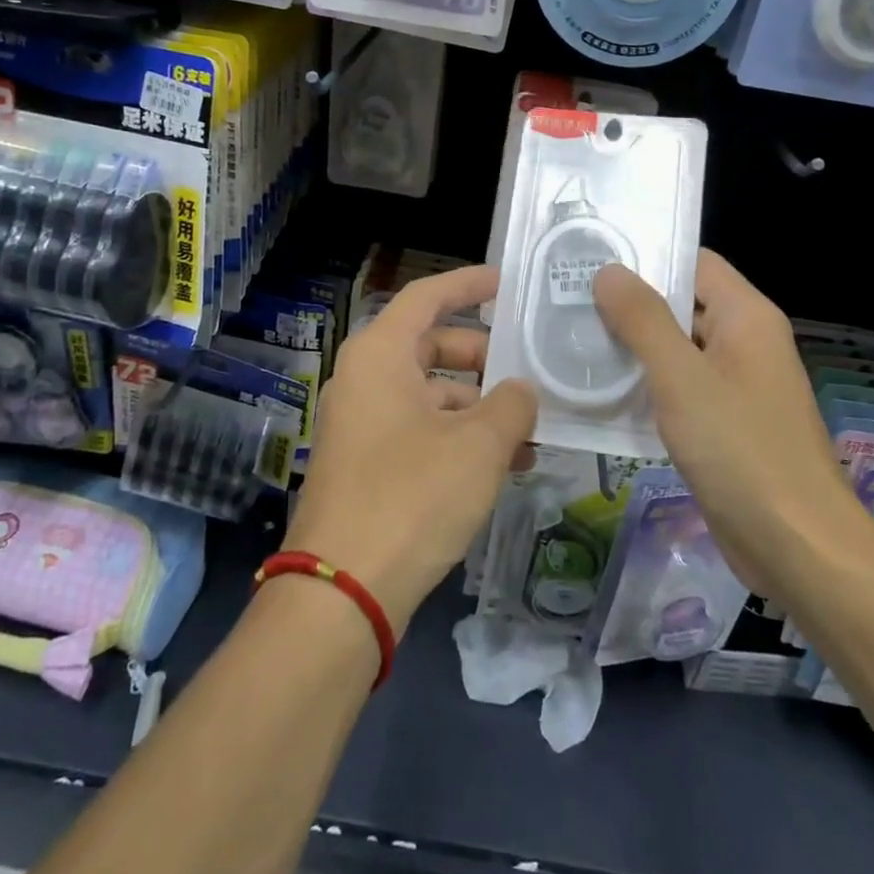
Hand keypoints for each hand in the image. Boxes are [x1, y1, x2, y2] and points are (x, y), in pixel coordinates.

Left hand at [283, 265, 536, 635]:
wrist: (343, 590)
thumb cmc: (412, 497)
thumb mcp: (478, 446)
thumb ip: (511, 405)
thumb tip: (522, 391)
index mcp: (380, 355)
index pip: (427, 297)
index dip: (468, 284)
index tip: (506, 284)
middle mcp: (364, 379)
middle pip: (430, 345)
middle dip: (483, 356)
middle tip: (529, 369)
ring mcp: (362, 423)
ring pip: (429, 393)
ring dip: (477, 406)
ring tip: (529, 430)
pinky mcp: (366, 463)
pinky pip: (419, 429)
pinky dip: (458, 436)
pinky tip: (502, 464)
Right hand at [593, 250, 859, 581]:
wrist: (795, 545)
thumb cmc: (740, 448)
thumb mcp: (682, 377)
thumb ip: (643, 320)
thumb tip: (608, 270)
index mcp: (747, 317)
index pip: (694, 263)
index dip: (646, 256)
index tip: (590, 258)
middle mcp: (745, 343)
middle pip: (682, 305)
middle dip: (628, 303)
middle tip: (565, 300)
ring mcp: (735, 386)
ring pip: (676, 351)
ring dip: (631, 347)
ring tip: (569, 339)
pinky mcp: (723, 425)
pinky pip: (678, 390)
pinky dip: (644, 386)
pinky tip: (598, 391)